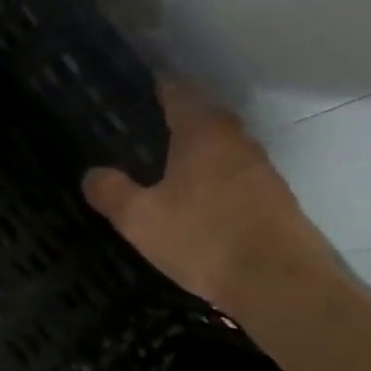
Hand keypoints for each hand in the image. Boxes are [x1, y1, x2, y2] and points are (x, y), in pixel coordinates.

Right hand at [82, 82, 337, 312]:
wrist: (278, 282)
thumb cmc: (203, 239)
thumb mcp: (140, 219)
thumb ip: (111, 192)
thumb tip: (92, 174)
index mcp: (202, 131)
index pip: (176, 91)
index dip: (153, 88)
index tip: (129, 93)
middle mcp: (236, 139)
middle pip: (201, 117)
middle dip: (171, 122)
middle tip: (136, 136)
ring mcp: (260, 168)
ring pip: (219, 148)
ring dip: (193, 153)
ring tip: (160, 170)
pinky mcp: (272, 198)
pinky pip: (232, 175)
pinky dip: (210, 179)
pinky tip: (192, 203)